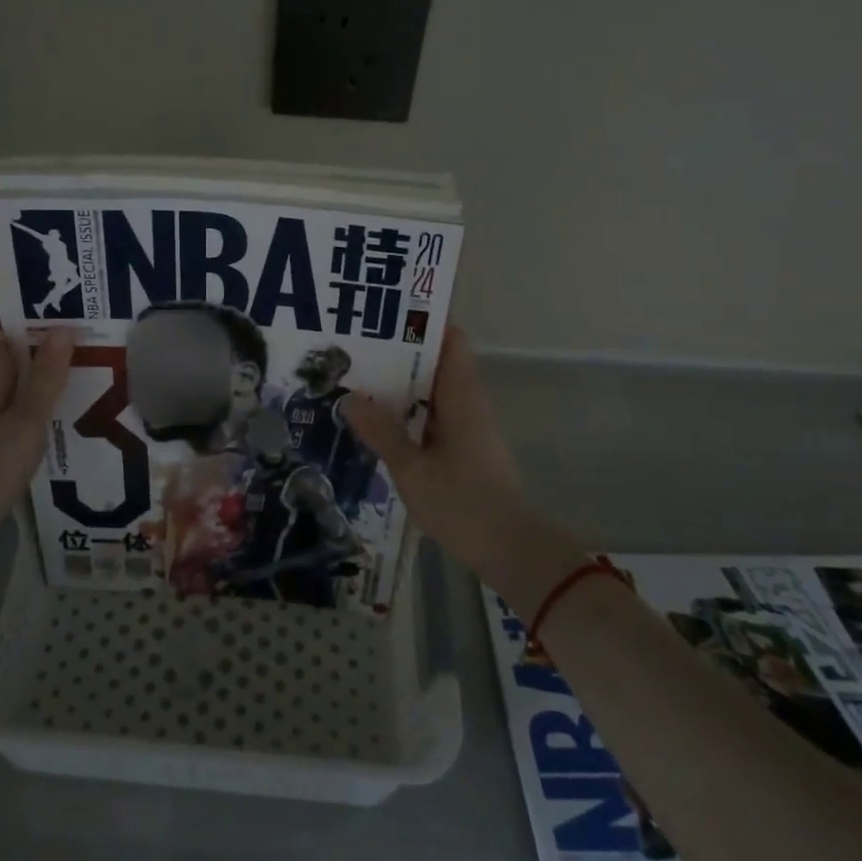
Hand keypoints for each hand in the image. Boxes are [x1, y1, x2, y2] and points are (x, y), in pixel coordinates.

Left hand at [0, 302, 74, 531]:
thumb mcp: (26, 424)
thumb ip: (45, 379)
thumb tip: (63, 329)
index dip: (8, 301)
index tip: (41, 284)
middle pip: (4, 346)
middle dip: (35, 327)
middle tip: (79, 313)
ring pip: (12, 372)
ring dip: (39, 357)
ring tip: (81, 346)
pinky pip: (16, 396)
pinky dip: (37, 385)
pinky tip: (63, 392)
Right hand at [341, 326, 585, 584]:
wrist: (511, 550)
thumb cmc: (463, 504)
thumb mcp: (412, 470)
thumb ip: (382, 433)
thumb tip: (351, 397)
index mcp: (461, 398)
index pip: (451, 340)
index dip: (424, 320)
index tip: (389, 309)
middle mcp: (467, 404)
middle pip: (437, 361)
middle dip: (401, 349)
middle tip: (358, 342)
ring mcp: (467, 427)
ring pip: (432, 390)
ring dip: (402, 381)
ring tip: (359, 373)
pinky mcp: (463, 448)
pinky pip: (432, 414)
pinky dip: (408, 409)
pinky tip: (379, 417)